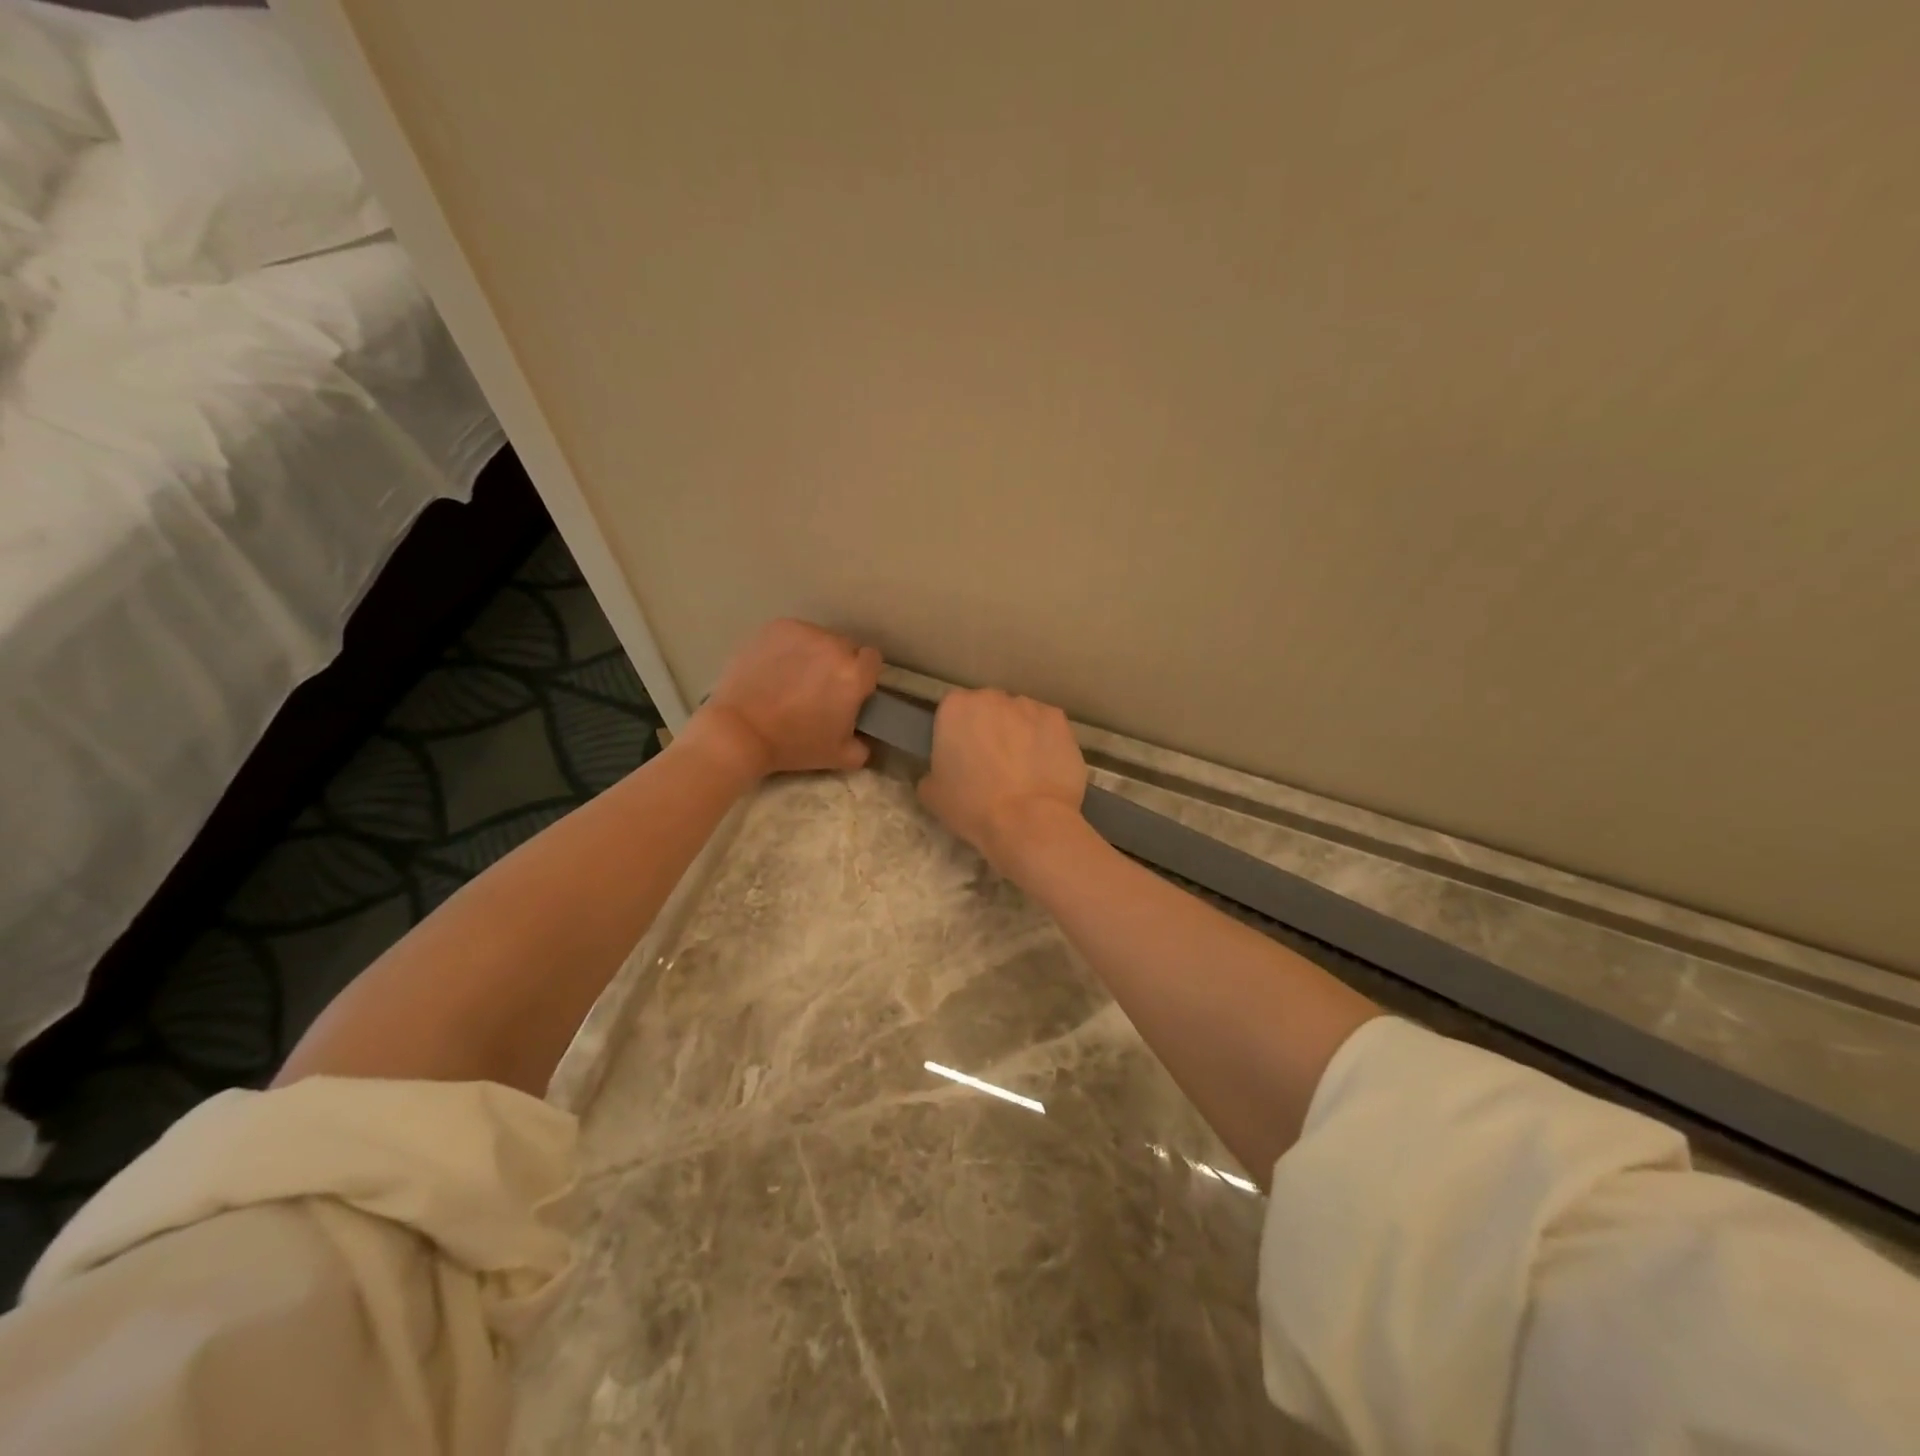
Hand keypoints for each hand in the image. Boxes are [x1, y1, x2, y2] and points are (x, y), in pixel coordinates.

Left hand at [686, 619, 881, 777]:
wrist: (739, 731)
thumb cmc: (792, 745)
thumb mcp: (837, 757)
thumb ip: (862, 747)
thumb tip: (863, 739)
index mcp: (854, 675)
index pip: (873, 660)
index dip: (862, 674)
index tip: (848, 689)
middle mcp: (833, 646)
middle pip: (845, 647)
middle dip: (837, 663)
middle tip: (818, 686)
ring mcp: (804, 633)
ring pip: (819, 638)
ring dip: (814, 653)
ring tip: (793, 675)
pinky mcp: (777, 628)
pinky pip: (794, 633)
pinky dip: (790, 646)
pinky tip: (775, 666)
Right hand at [917, 689, 1088, 875]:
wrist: (1028, 822)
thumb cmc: (972, 807)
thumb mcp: (932, 794)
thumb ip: (933, 770)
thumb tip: (942, 771)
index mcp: (956, 708)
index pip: (953, 710)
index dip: (958, 733)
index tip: (962, 755)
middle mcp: (992, 697)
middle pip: (989, 707)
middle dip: (990, 728)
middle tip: (992, 761)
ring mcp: (1030, 706)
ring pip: (1020, 715)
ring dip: (1019, 733)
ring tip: (1023, 767)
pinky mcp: (1059, 721)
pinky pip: (1047, 727)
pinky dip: (1045, 741)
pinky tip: (1045, 768)